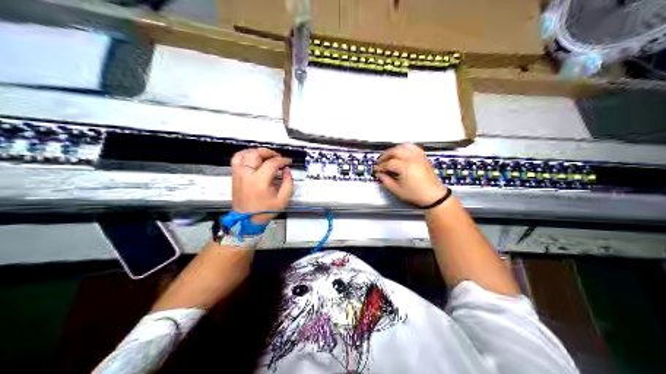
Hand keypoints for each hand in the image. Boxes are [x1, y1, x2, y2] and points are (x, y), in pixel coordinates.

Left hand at [230, 147, 291, 223]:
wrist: (247, 220)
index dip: (282, 160)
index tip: (288, 162)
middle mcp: (247, 175)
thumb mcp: (283, 200)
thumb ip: (288, 183)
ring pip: (245, 153)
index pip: (272, 163)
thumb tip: (286, 170)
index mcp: (260, 181)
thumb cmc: (265, 210)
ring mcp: (238, 174)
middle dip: (269, 153)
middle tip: (277, 157)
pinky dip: (245, 154)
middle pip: (257, 154)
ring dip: (257, 152)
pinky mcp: (234, 175)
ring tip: (265, 156)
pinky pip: (236, 158)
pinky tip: (253, 157)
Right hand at [374, 144, 445, 206]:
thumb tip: (380, 175)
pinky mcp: (423, 157)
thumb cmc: (419, 194)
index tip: (378, 169)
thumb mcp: (398, 191)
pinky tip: (401, 151)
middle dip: (385, 155)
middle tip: (380, 161)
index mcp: (405, 167)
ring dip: (394, 149)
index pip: (389, 163)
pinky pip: (412, 147)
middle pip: (394, 151)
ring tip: (389, 155)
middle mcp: (412, 159)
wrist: (434, 195)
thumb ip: (387, 182)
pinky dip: (405, 147)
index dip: (381, 166)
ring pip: (403, 146)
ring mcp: (418, 157)